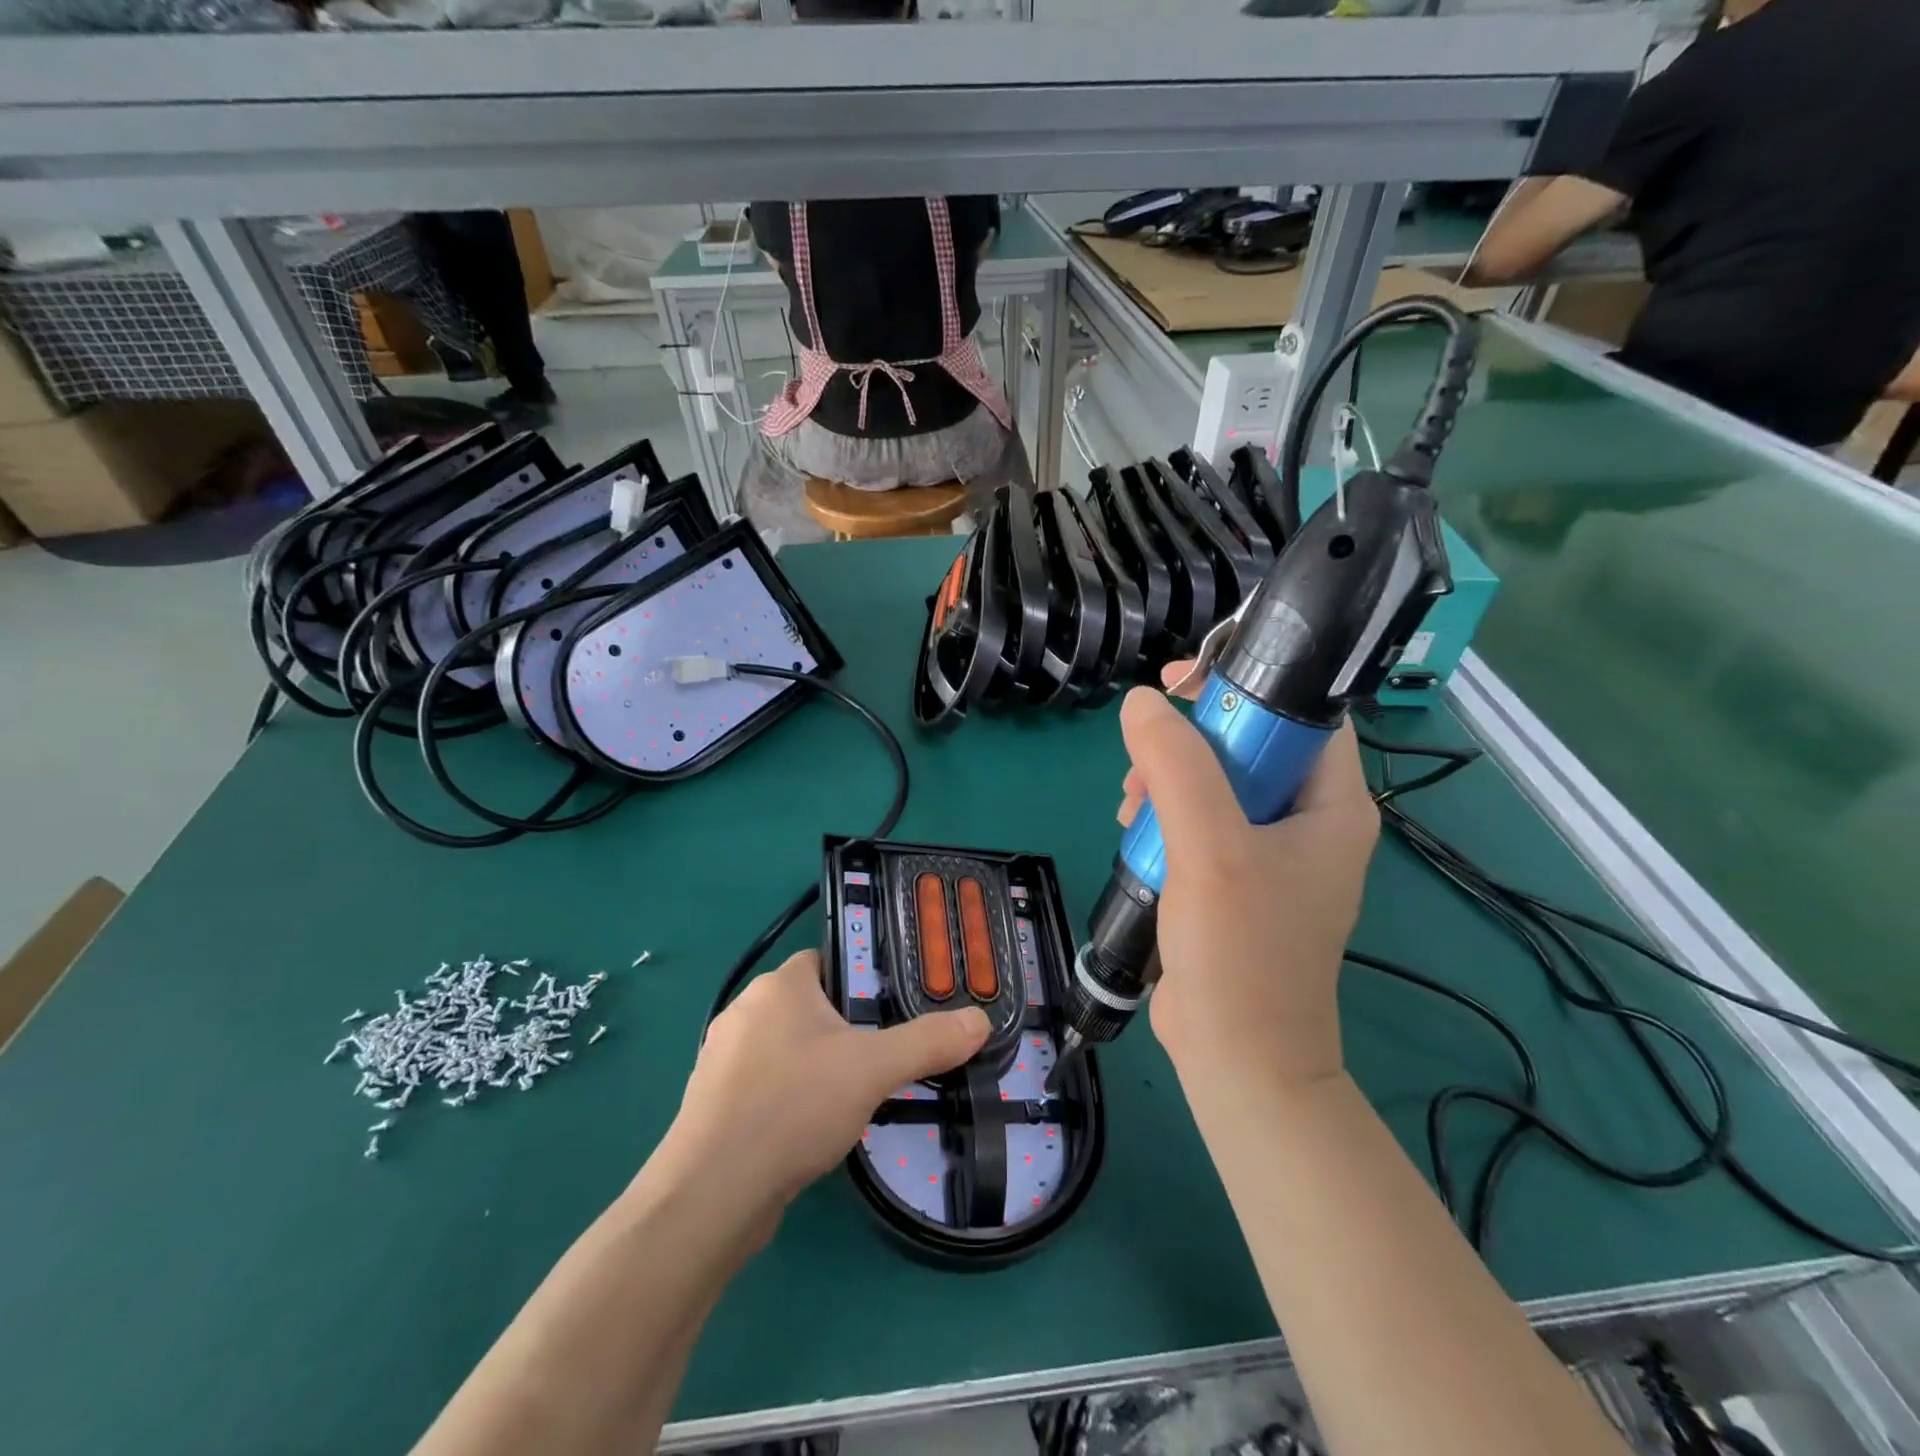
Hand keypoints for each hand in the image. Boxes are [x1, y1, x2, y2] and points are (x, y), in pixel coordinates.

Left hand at [653, 951, 988, 1222]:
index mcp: (778, 985)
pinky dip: (791, 1097)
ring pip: (787, 1048)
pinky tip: (812, 1128)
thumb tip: (981, 1021)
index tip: (893, 1009)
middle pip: (809, 1005)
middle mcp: (744, 1010)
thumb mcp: (873, 1069)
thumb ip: (929, 1041)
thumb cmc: (793, 1106)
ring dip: (818, 1065)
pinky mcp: (713, 1103)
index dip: (862, 979)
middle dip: (845, 1028)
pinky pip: (765, 1084)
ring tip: (854, 1095)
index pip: (827, 961)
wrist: (711, 1194)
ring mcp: (722, 1058)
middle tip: (884, 1055)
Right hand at [1117, 666, 1378, 1094]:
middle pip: (1248, 743)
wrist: (1238, 1060)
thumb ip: (1178, 766)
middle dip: (1187, 742)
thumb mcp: (1209, 847)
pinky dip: (1164, 818)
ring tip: (1130, 808)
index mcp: (1332, 804)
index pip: (1302, 711)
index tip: (1179, 683)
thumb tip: (1142, 703)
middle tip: (1142, 761)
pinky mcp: (1235, 881)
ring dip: (1167, 781)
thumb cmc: (1240, 952)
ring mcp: (1270, 854)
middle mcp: (1308, 822)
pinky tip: (1134, 835)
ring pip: (1215, 782)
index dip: (1245, 683)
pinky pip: (1199, 822)